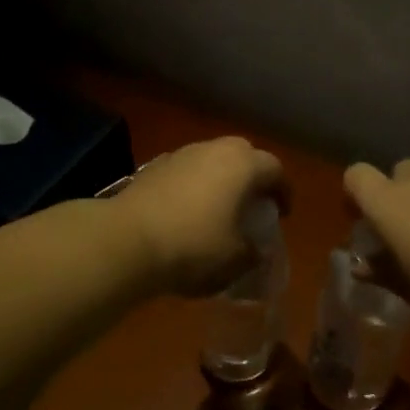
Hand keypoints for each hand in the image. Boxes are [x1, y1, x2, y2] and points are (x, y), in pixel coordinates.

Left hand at [113, 137, 289, 295]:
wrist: (126, 241)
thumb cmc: (193, 247)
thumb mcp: (235, 260)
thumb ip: (254, 253)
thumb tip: (256, 250)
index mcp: (242, 165)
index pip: (275, 169)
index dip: (283, 191)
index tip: (283, 213)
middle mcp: (213, 149)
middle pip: (243, 154)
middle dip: (252, 175)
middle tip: (253, 202)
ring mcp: (180, 154)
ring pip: (210, 159)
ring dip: (220, 178)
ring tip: (219, 207)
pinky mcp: (152, 167)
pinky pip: (185, 170)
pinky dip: (192, 185)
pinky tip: (186, 210)